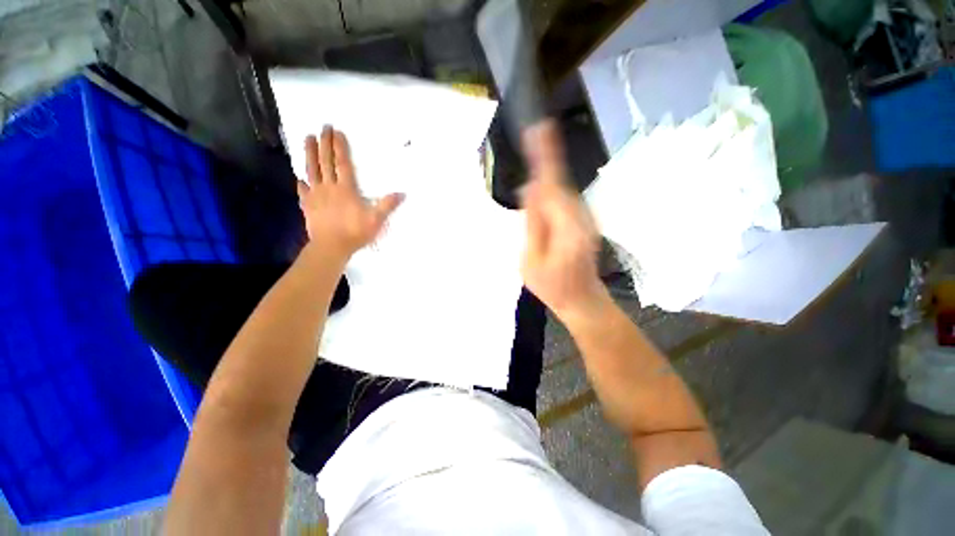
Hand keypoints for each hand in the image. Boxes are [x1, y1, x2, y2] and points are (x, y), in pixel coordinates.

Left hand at [298, 126, 403, 257]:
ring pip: (311, 170)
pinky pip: (303, 191)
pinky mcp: (308, 205)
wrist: (331, 246)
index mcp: (346, 189)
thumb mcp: (376, 220)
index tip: (336, 131)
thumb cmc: (355, 232)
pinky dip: (301, 183)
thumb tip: (402, 193)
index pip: (342, 163)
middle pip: (325, 161)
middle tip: (322, 127)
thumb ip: (388, 205)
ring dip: (309, 153)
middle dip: (324, 143)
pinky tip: (300, 178)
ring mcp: (316, 195)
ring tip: (306, 138)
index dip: (339, 147)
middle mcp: (329, 187)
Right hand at [520, 121, 604, 319]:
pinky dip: (551, 193)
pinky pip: (563, 201)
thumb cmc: (553, 287)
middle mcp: (580, 216)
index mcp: (567, 226)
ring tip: (534, 173)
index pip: (553, 184)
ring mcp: (585, 219)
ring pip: (561, 191)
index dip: (546, 157)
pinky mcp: (583, 222)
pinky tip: (541, 201)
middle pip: (557, 184)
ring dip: (546, 180)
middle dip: (543, 166)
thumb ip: (532, 224)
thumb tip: (529, 190)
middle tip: (530, 149)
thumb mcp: (531, 261)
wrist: (582, 300)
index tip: (539, 129)